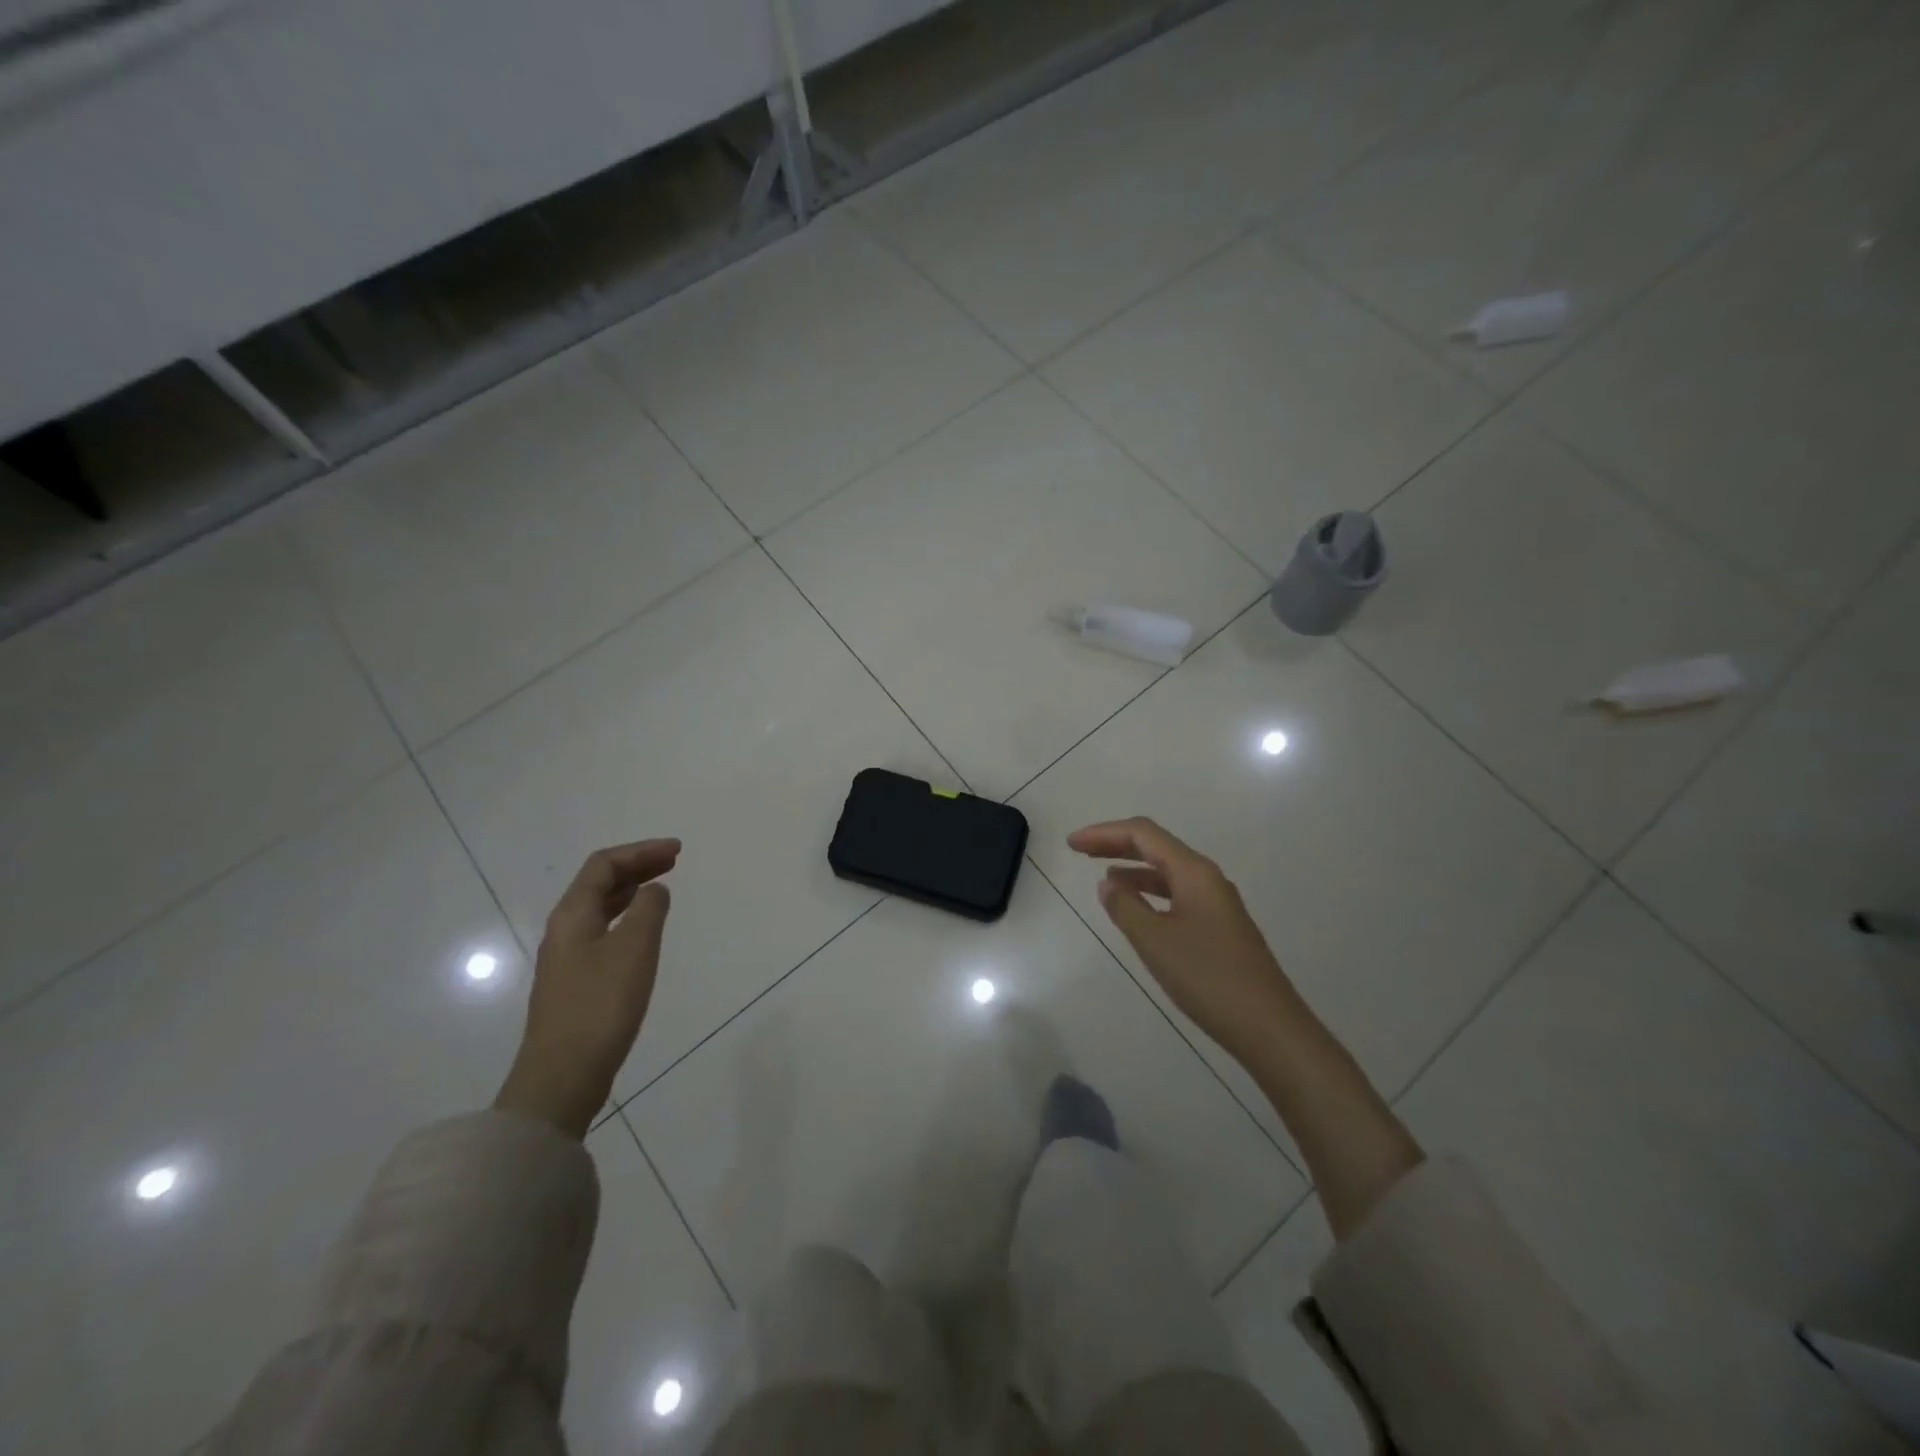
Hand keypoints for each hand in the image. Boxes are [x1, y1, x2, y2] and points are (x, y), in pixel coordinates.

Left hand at [494, 839, 678, 1137]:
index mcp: (573, 915)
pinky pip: (602, 931)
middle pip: (599, 883)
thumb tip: (654, 890)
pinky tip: (643, 930)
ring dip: (631, 891)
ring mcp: (567, 958)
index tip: (678, 851)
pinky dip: (627, 917)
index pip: (604, 865)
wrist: (563, 1075)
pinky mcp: (576, 982)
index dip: (641, 851)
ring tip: (662, 887)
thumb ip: (649, 910)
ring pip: (600, 908)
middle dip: (637, 866)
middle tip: (674, 861)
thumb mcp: (634, 949)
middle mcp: (564, 930)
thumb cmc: (601, 1005)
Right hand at [1068, 817, 1297, 1062]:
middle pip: (1156, 846)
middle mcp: (1207, 878)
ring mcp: (1216, 902)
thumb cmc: (1208, 978)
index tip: (1071, 844)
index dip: (1104, 833)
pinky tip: (1136, 907)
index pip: (1143, 834)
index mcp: (1194, 872)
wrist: (1269, 1027)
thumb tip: (1108, 883)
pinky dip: (1150, 890)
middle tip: (1080, 850)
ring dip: (1133, 867)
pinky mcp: (1219, 926)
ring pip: (1167, 870)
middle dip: (1116, 844)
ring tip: (1102, 876)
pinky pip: (1176, 893)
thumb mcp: (1155, 942)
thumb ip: (1126, 907)